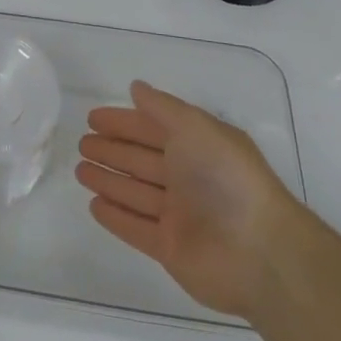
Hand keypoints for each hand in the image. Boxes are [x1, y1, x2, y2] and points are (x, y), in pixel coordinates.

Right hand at [76, 80, 303, 318]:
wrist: (260, 252)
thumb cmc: (227, 178)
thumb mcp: (196, 128)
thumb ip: (163, 107)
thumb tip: (136, 87)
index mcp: (198, 147)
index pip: (152, 129)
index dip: (123, 122)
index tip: (92, 118)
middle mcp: (188, 179)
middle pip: (141, 160)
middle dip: (112, 150)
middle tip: (81, 143)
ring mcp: (179, 216)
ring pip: (135, 192)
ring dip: (108, 181)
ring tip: (80, 170)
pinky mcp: (170, 249)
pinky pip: (136, 228)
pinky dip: (115, 217)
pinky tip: (94, 205)